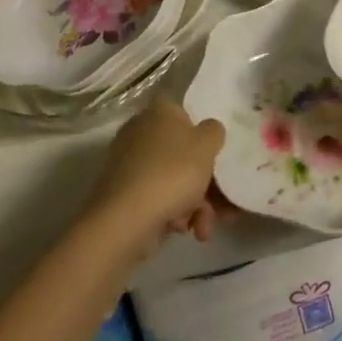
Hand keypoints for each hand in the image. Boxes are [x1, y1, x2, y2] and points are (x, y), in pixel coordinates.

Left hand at [85, 100, 225, 251]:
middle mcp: (140, 131)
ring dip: (192, 204)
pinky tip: (180, 229)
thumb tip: (209, 130)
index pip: (184, 113)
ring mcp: (128, 163)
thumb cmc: (172, 171)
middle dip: (204, 183)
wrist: (125, 219)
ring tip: (201, 228)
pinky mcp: (122, 193)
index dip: (202, 134)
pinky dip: (171, 212)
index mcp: (159, 111)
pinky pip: (155, 197)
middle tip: (219, 207)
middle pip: (181, 153)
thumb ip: (214, 131)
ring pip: (171, 179)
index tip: (214, 157)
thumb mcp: (206, 145)